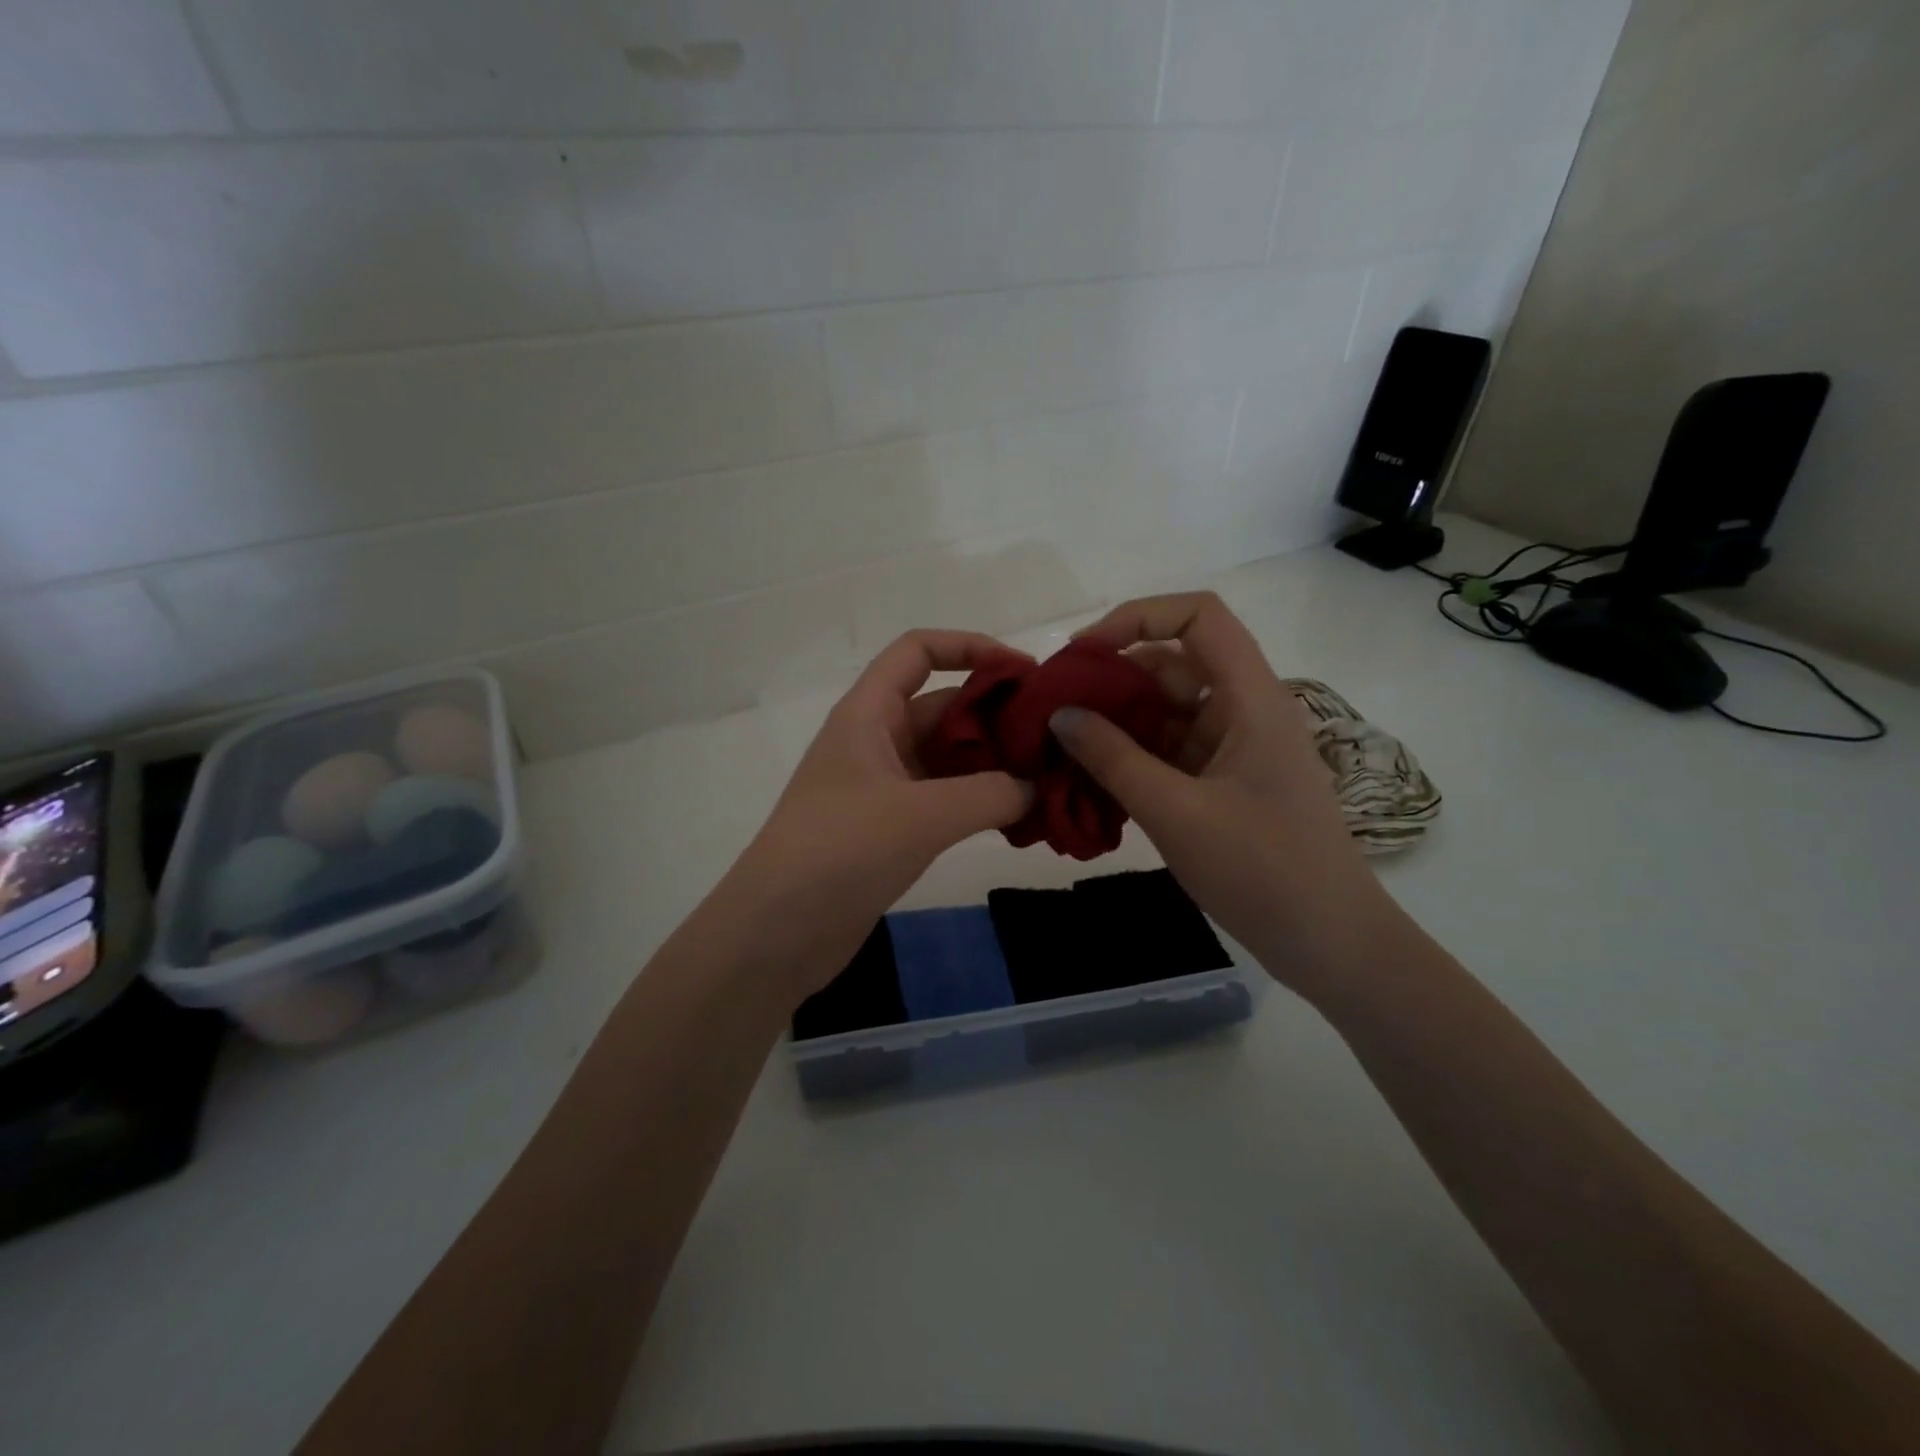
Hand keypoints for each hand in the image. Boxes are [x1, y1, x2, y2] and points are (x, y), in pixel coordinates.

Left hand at [717, 631, 1035, 999]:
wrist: (775, 935)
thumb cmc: (839, 852)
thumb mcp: (920, 815)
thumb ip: (990, 794)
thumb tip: (1037, 787)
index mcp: (868, 714)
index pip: (918, 651)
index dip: (970, 647)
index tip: (1025, 672)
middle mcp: (876, 741)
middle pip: (944, 706)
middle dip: (998, 714)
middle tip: (1057, 737)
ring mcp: (883, 787)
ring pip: (949, 758)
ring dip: (996, 764)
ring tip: (1052, 779)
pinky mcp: (891, 828)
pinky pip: (946, 799)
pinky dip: (982, 802)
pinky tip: (1023, 819)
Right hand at [1051, 593, 1398, 1003]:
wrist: (1329, 943)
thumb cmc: (1262, 871)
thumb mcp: (1177, 813)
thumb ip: (1113, 759)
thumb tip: (1060, 715)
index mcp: (1251, 699)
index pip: (1199, 617)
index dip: (1138, 617)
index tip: (1083, 653)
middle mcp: (1244, 710)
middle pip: (1174, 664)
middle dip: (1112, 677)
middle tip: (1053, 706)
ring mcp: (1234, 748)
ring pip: (1167, 710)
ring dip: (1116, 721)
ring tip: (1061, 742)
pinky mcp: (1224, 781)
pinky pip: (1170, 750)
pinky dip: (1131, 755)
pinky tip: (1090, 775)